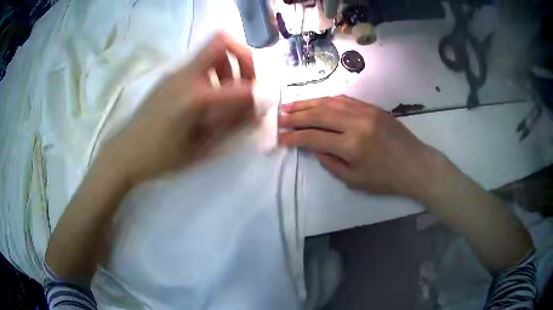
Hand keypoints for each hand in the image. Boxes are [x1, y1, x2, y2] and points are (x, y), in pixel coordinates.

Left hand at [99, 32, 255, 184]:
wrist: (125, 152)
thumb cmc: (161, 156)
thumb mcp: (200, 147)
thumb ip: (231, 124)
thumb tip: (257, 109)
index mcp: (195, 97)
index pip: (241, 86)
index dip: (256, 95)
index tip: (256, 107)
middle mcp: (185, 76)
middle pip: (222, 42)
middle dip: (243, 58)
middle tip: (244, 82)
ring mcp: (175, 72)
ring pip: (211, 50)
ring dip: (227, 65)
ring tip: (223, 92)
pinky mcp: (168, 76)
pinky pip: (198, 63)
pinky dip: (212, 72)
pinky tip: (204, 97)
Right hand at [278, 95, 443, 199]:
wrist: (415, 164)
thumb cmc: (386, 179)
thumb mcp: (354, 180)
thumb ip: (330, 163)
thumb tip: (313, 147)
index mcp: (351, 146)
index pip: (314, 137)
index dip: (294, 137)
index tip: (281, 137)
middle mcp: (356, 123)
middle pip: (318, 114)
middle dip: (296, 115)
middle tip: (280, 117)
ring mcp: (365, 111)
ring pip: (329, 102)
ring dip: (308, 103)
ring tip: (291, 105)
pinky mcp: (372, 107)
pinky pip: (344, 99)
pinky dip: (326, 99)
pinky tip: (316, 102)